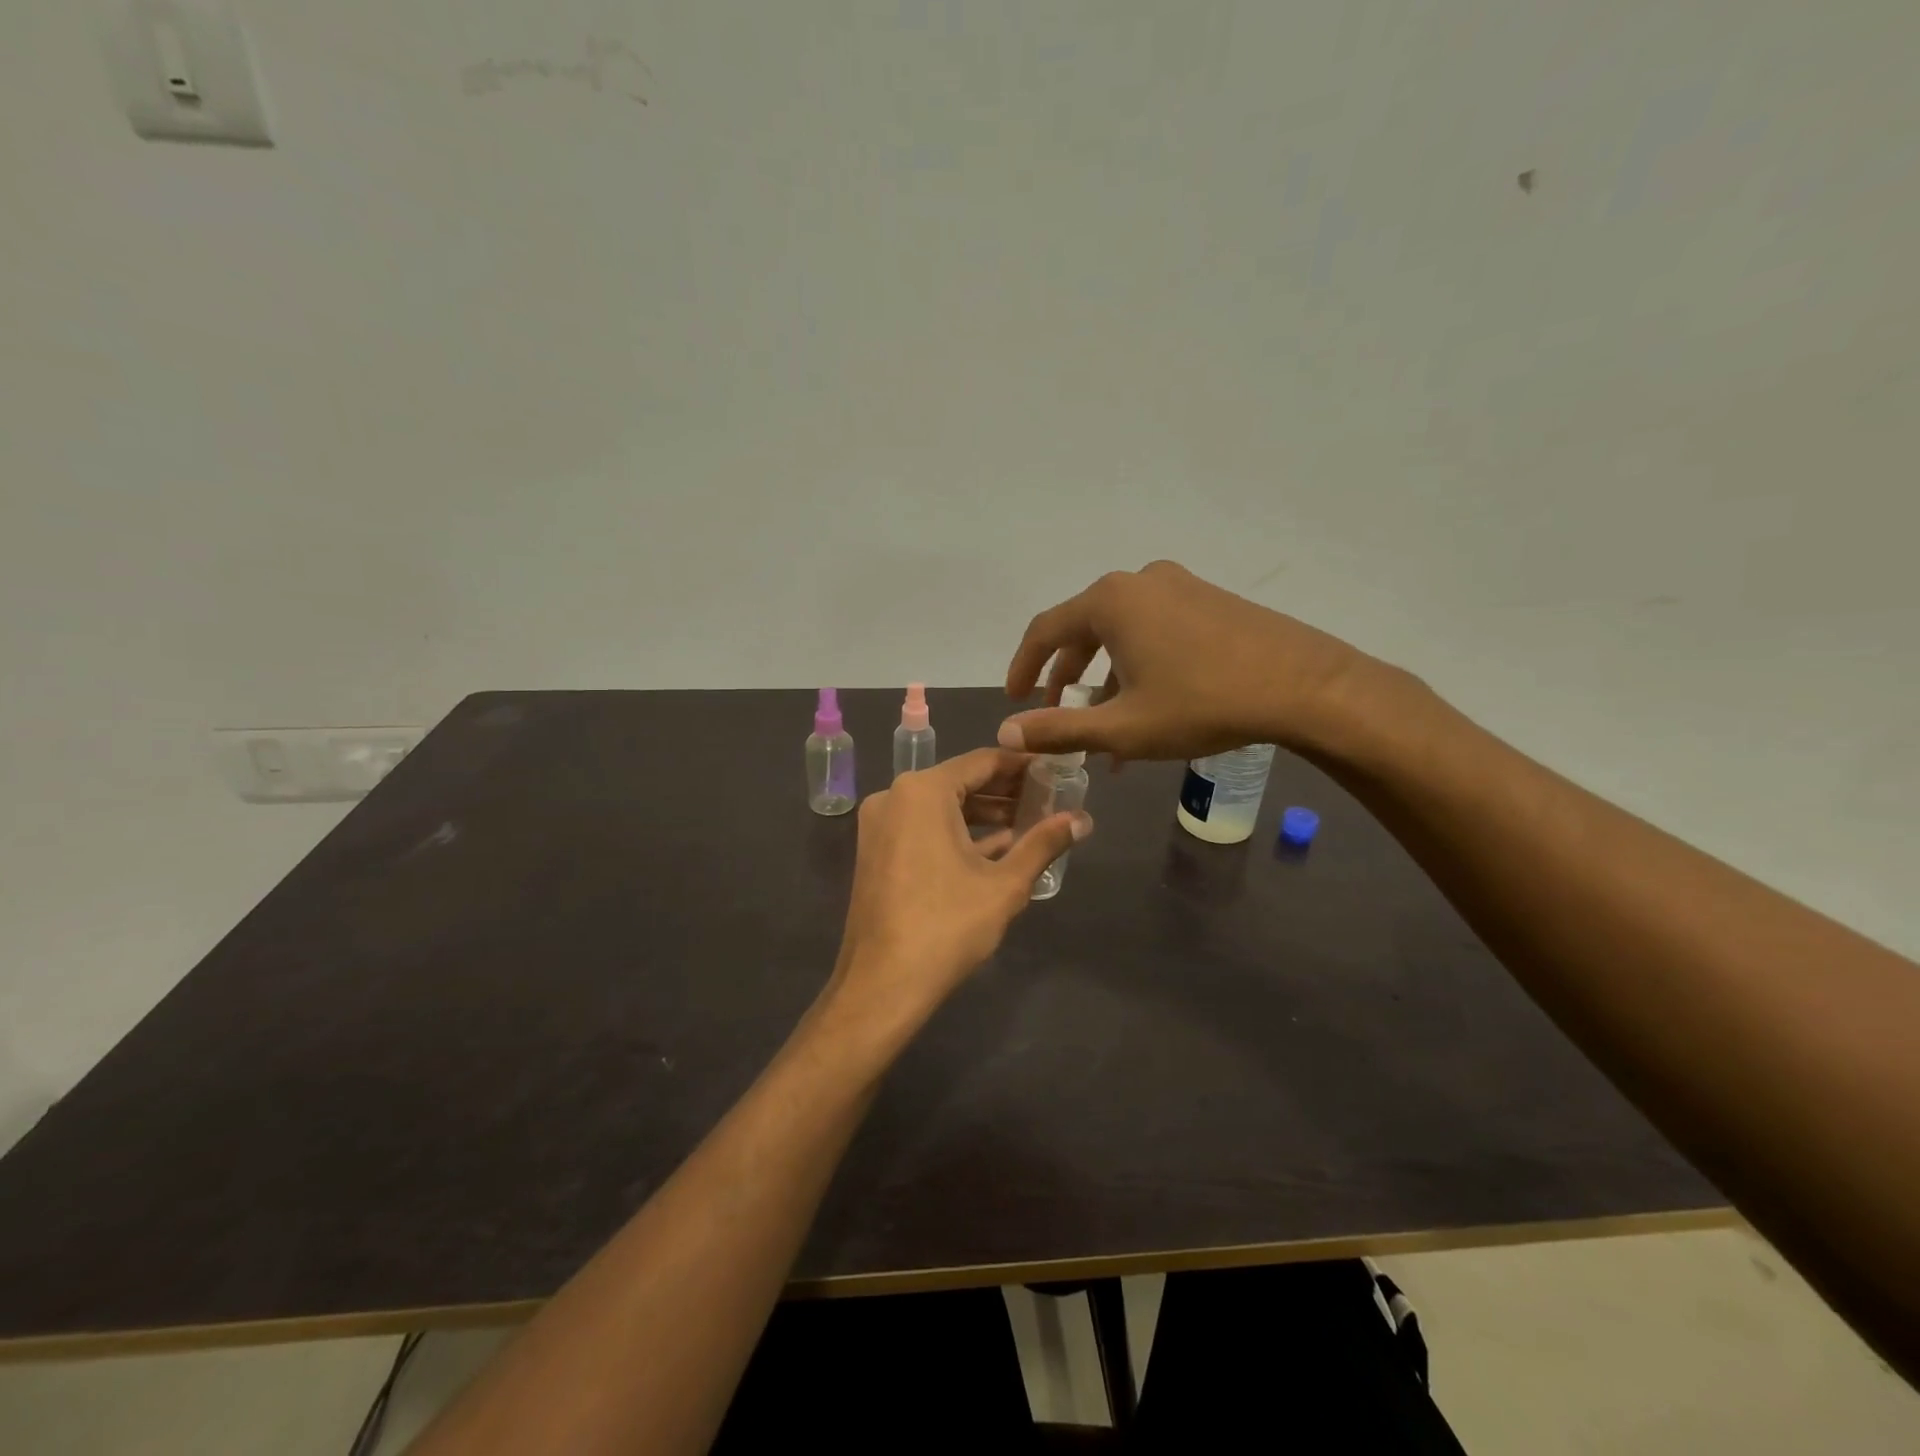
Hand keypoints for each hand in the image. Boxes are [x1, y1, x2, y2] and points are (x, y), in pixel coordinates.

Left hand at [828, 749, 1088, 1031]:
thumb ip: (1043, 844)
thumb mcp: (1005, 884)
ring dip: (984, 814)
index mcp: (922, 791)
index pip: (982, 761)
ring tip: (1030, 823)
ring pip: (941, 807)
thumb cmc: (946, 926)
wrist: (882, 985)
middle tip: (1049, 798)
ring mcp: (880, 825)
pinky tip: (996, 848)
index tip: (1056, 770)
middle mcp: (894, 797)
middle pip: (960, 782)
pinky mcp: (877, 851)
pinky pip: (923, 828)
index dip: (1022, 766)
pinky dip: (957, 833)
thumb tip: (1083, 820)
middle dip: (1005, 791)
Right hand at [998, 560, 1385, 761]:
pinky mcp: (1208, 600)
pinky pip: (1154, 630)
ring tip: (1104, 726)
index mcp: (1110, 600)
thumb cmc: (1202, 704)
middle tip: (1055, 713)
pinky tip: (1147, 708)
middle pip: (1083, 629)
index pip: (1045, 630)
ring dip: (1105, 678)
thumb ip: (1059, 729)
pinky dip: (1138, 666)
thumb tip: (1007, 734)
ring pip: (1121, 633)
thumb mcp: (1123, 727)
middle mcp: (1139, 582)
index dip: (1023, 667)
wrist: (1304, 686)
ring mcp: (1178, 586)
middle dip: (1066, 677)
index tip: (1014, 700)